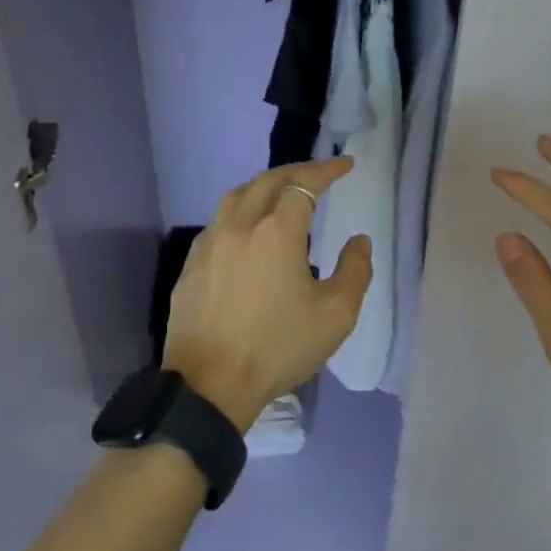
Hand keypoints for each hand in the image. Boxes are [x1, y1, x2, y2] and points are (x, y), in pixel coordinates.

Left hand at [163, 157, 372, 431]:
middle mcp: (240, 225)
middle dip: (297, 172)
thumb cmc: (277, 348)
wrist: (209, 385)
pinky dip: (240, 211)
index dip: (326, 170)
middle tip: (319, 174)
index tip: (345, 165)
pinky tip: (247, 230)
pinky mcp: (191, 264)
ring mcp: (210, 243)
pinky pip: (218, 221)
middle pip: (268, 180)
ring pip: (237, 195)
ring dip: (264, 186)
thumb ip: (355, 271)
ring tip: (282, 194)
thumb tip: (359, 241)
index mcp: (277, 231)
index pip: (304, 184)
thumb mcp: (335, 315)